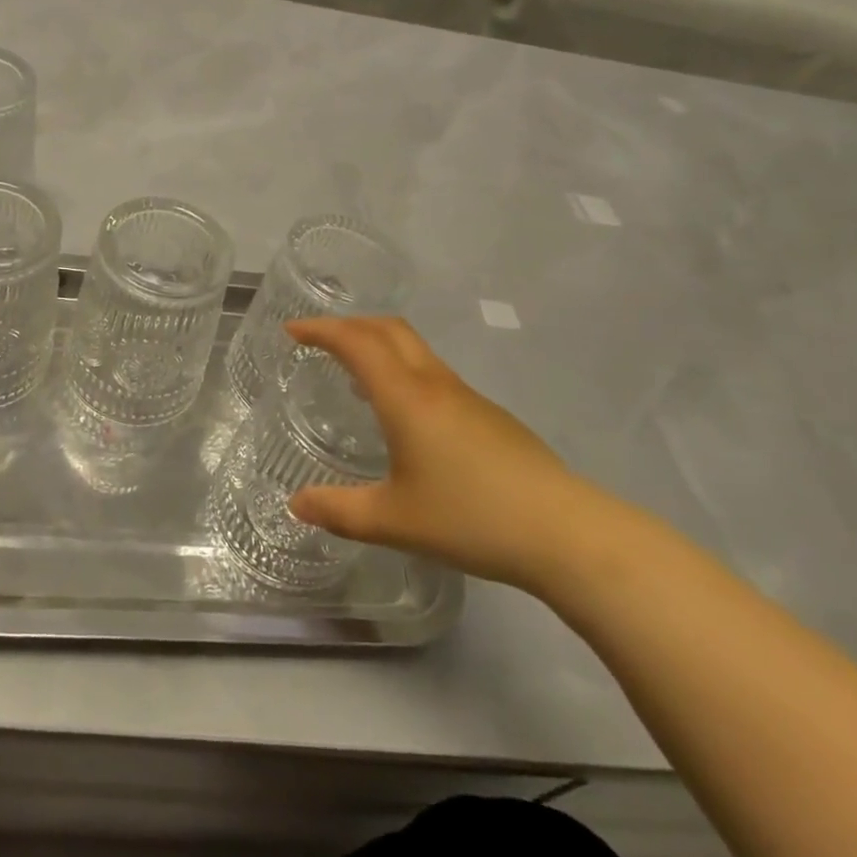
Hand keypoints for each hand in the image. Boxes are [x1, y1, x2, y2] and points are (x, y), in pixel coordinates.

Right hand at [285, 317, 607, 591]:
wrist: (565, 531)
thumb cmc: (471, 518)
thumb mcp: (394, 521)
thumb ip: (339, 511)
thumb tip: (296, 504)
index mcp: (405, 397)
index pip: (356, 342)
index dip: (321, 330)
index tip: (292, 331)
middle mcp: (434, 384)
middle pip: (388, 329)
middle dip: (350, 325)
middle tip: (319, 341)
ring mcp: (466, 396)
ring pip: (414, 349)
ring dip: (378, 346)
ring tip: (354, 375)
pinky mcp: (488, 415)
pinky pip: (432, 373)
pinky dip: (403, 371)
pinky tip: (403, 416)